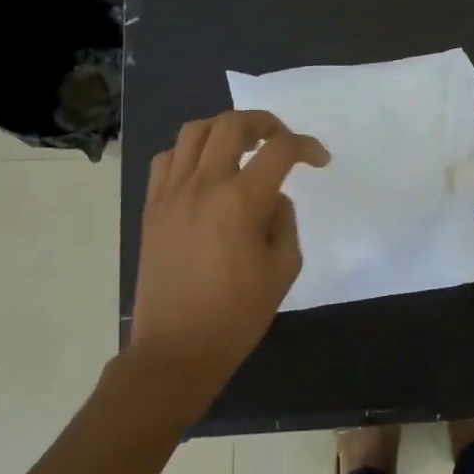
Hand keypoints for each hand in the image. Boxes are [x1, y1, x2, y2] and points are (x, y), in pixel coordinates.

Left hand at [128, 110, 328, 412]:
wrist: (175, 351)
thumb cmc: (236, 316)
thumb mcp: (283, 269)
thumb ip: (284, 221)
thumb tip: (271, 198)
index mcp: (241, 201)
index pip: (280, 150)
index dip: (307, 146)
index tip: (320, 161)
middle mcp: (203, 185)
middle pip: (232, 124)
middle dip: (266, 122)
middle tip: (282, 140)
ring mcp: (171, 194)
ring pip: (194, 131)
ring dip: (225, 129)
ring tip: (243, 146)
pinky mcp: (152, 208)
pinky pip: (167, 159)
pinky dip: (190, 152)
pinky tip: (205, 171)